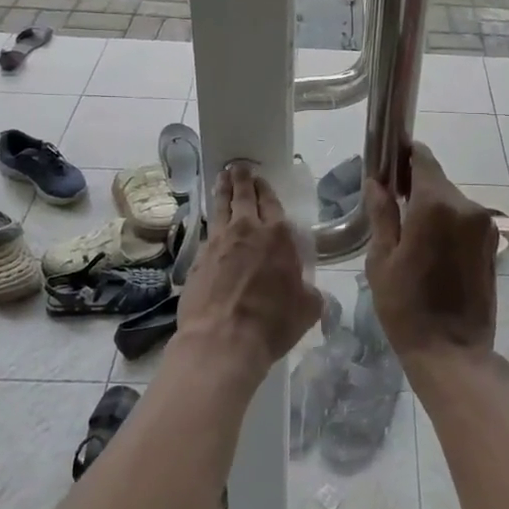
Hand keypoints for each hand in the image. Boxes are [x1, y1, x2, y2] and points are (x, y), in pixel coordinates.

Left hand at [176, 161, 322, 376]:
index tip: (260, 179)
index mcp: (279, 236)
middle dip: (242, 180)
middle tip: (238, 167)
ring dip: (222, 191)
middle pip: (244, 197)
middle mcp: (247, 231)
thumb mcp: (307, 309)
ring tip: (221, 178)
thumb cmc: (272, 323)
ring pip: (221, 208)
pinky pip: (208, 232)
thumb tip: (310, 291)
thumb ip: (310, 292)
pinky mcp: (198, 259)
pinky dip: (212, 222)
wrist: (222, 341)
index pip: (272, 203)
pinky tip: (212, 223)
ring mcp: (219, 243)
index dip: (266, 190)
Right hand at [364, 143, 497, 362]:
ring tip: (410, 234)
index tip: (388, 162)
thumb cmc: (406, 308)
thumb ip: (382, 214)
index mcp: (436, 205)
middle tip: (391, 204)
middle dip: (415, 186)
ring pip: (452, 201)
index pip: (422, 159)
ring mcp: (484, 226)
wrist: (453, 353)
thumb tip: (377, 183)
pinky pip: (465, 221)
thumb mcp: (381, 260)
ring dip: (432, 207)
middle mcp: (466, 207)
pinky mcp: (492, 244)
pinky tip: (432, 249)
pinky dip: (448, 224)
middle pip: (437, 181)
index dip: (404, 155)